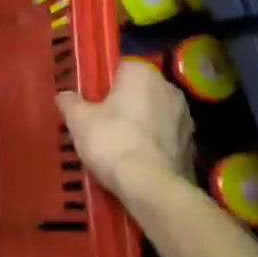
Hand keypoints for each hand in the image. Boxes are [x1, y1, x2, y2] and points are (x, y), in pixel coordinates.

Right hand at [57, 59, 191, 198]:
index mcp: (142, 73)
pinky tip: (139, 162)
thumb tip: (64, 95)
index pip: (120, 68)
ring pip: (156, 114)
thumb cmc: (113, 142)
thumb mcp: (79, 121)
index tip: (92, 101)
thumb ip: (70, 102)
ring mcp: (185, 117)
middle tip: (103, 123)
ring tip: (121, 146)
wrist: (152, 188)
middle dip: (125, 103)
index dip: (104, 84)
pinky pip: (167, 138)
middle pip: (140, 91)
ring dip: (143, 124)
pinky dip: (155, 145)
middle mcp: (169, 88)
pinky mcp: (193, 146)